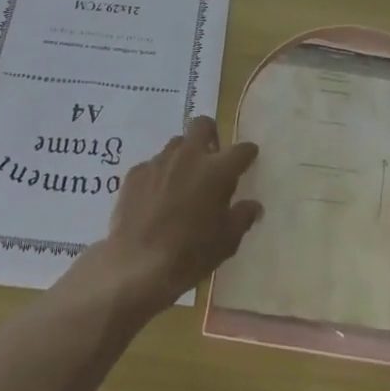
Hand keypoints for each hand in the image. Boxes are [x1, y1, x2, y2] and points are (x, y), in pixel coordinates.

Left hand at [72, 117, 260, 322]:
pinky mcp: (135, 173)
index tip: (248, 160)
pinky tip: (156, 198)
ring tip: (183, 181)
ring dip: (184, 156)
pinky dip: (160, 175)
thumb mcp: (227, 242)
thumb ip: (243, 217)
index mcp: (217, 170)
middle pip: (202, 125)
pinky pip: (153, 165)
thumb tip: (253, 206)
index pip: (241, 150)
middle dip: (211, 135)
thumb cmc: (190, 254)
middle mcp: (189, 156)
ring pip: (176, 144)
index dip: (247, 153)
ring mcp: (159, 161)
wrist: (137, 265)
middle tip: (212, 158)